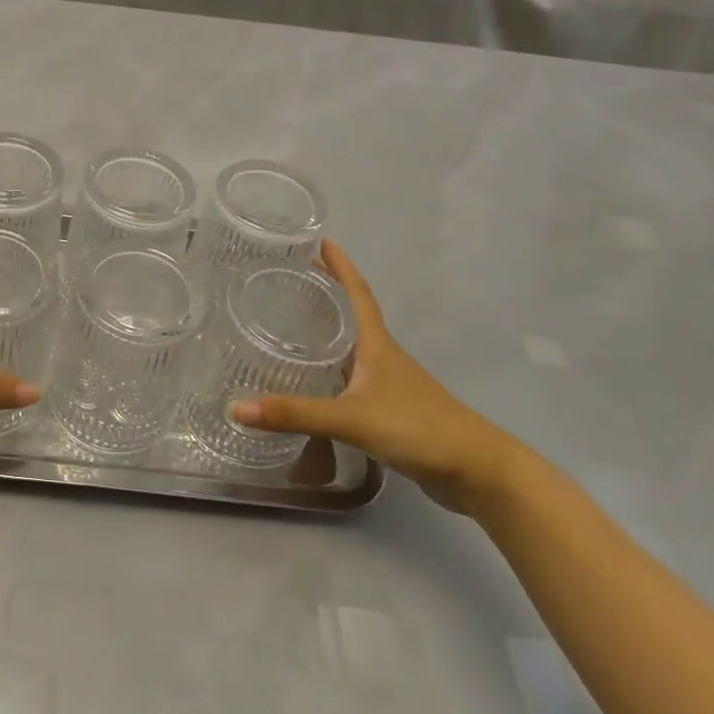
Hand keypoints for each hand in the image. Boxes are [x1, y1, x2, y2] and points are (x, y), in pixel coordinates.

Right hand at [231, 240, 530, 515]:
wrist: (479, 473)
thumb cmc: (419, 429)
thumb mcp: (352, 419)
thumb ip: (296, 413)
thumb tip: (235, 407)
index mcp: (378, 346)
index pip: (359, 294)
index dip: (341, 266)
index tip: (321, 240)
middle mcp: (384, 359)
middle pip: (354, 316)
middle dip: (327, 295)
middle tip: (291, 280)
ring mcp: (391, 386)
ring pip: (353, 351)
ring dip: (329, 335)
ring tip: (293, 327)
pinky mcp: (392, 413)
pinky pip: (353, 382)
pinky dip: (333, 375)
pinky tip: (315, 385)